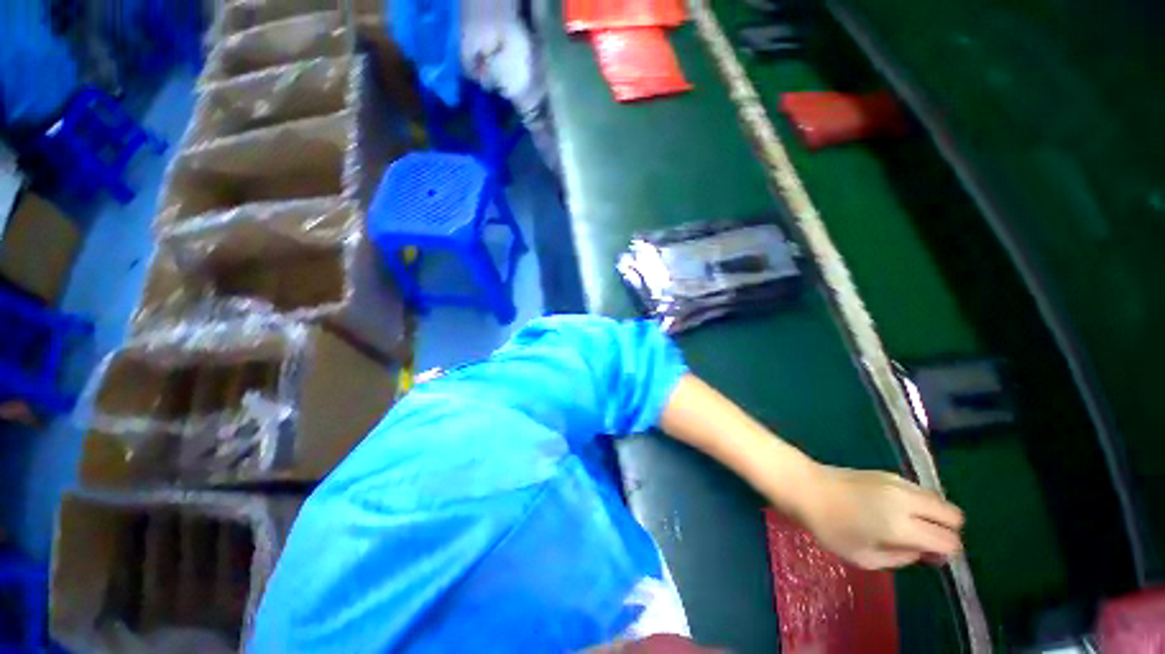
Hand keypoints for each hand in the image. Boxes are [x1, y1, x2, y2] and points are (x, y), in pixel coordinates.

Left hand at [792, 465, 964, 569]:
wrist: (805, 486)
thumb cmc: (828, 526)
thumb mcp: (863, 557)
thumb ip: (900, 558)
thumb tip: (923, 551)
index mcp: (901, 524)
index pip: (948, 540)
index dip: (945, 553)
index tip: (929, 557)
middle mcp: (906, 500)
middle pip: (953, 514)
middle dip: (947, 530)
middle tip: (924, 540)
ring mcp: (897, 481)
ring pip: (939, 498)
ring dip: (934, 514)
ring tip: (910, 525)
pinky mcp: (887, 472)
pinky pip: (919, 488)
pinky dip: (920, 501)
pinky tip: (897, 509)